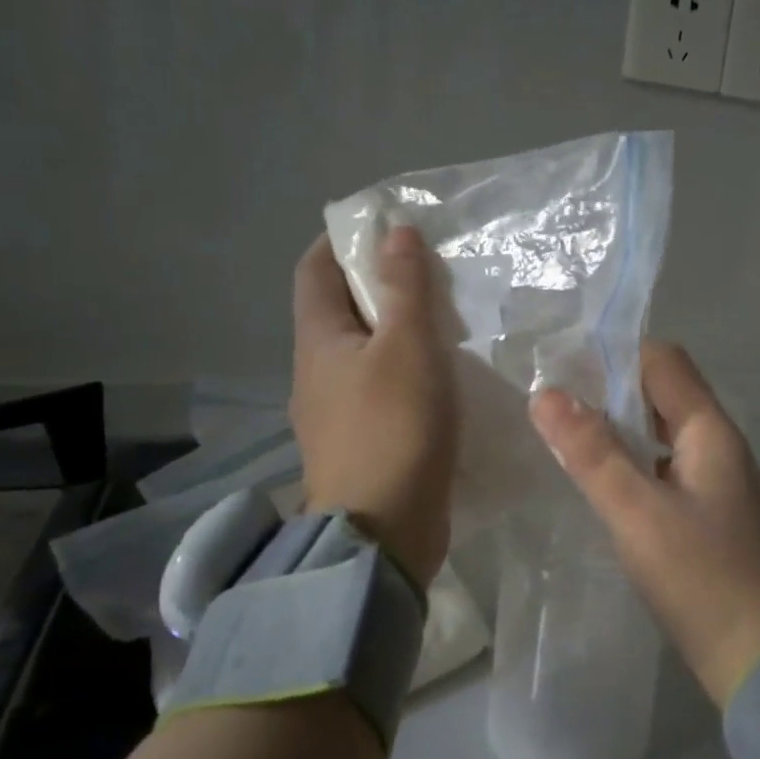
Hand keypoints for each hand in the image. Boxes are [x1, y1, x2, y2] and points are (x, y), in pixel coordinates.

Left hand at [291, 227, 458, 586]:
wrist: (382, 533)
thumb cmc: (393, 429)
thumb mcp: (407, 347)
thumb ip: (404, 288)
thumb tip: (395, 232)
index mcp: (317, 340)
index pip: (315, 268)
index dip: (342, 239)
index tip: (385, 225)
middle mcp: (316, 371)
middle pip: (340, 308)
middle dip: (378, 282)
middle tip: (430, 269)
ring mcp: (336, 411)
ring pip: (364, 350)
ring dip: (396, 328)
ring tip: (444, 316)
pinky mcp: (362, 441)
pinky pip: (380, 386)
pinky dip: (406, 368)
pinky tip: (441, 374)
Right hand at [529, 341, 759, 706]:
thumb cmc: (702, 578)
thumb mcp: (638, 513)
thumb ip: (592, 452)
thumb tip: (545, 393)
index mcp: (710, 431)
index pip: (663, 361)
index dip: (614, 352)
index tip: (560, 362)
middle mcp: (717, 445)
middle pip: (662, 392)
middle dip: (608, 387)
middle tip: (550, 398)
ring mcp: (715, 481)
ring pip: (660, 432)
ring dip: (617, 425)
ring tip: (563, 432)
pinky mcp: (706, 515)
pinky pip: (663, 467)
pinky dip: (629, 460)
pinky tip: (599, 479)